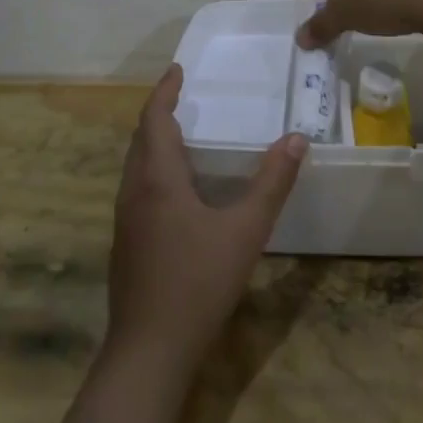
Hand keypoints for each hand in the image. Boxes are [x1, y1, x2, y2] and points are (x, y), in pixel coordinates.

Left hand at [107, 66, 306, 369]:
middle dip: (159, 113)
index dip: (164, 91)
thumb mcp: (245, 230)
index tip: (177, 70)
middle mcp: (134, 192)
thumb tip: (297, 138)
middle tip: (183, 96)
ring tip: (182, 134)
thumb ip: (272, 183)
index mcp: (157, 180)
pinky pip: (137, 189)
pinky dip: (154, 170)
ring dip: (154, 142)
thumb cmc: (198, 282)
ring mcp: (125, 221)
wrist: (149, 352)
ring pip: (135, 166)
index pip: (154, 120)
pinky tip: (177, 190)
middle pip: (140, 140)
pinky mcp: (126, 245)